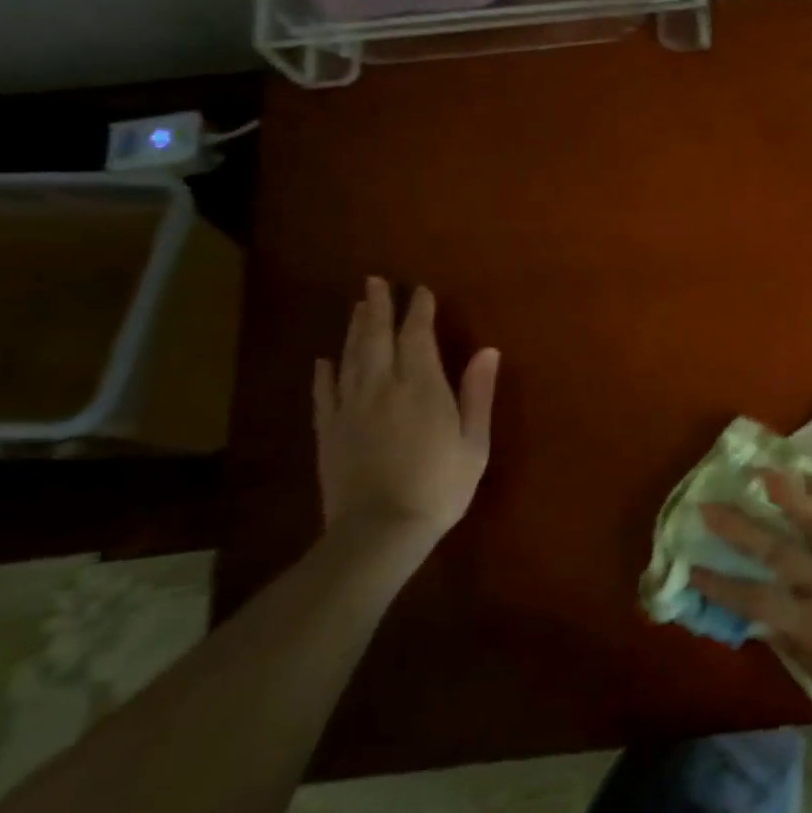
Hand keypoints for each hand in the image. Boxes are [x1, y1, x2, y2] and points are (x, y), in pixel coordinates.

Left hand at [313, 277, 499, 546]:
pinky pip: (324, 393)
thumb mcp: (474, 442)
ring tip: (356, 307)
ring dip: (353, 329)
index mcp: (422, 386)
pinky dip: (324, 373)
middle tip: (375, 282)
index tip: (420, 290)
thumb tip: (487, 351)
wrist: (380, 530)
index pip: (417, 336)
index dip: (418, 310)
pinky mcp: (329, 431)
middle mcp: (382, 386)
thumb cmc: (440, 486)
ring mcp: (350, 408)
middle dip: (377, 307)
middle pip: (376, 337)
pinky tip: (323, 361)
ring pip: (349, 358)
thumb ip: (477, 393)